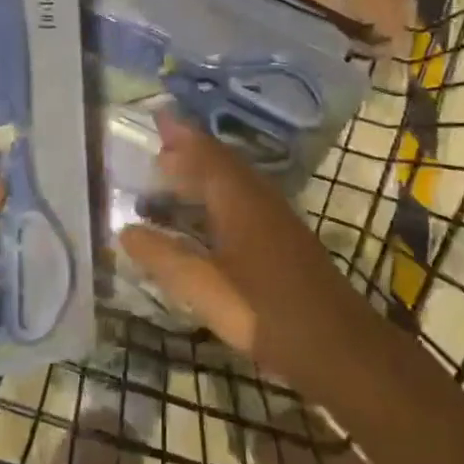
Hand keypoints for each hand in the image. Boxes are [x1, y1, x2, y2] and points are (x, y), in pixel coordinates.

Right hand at [118, 116, 378, 395]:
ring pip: (236, 182)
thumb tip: (126, 231)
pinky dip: (219, 196)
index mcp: (240, 200)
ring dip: (205, 173)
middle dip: (190, 151)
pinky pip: (244, 200)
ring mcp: (277, 219)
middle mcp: (260, 199)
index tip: (158, 117)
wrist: (337, 347)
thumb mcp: (204, 287)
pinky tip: (209, 217)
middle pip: (222, 163)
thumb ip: (164, 257)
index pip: (206, 154)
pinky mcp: (285, 240)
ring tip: (175, 175)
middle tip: (158, 146)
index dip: (181, 136)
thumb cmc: (265, 312)